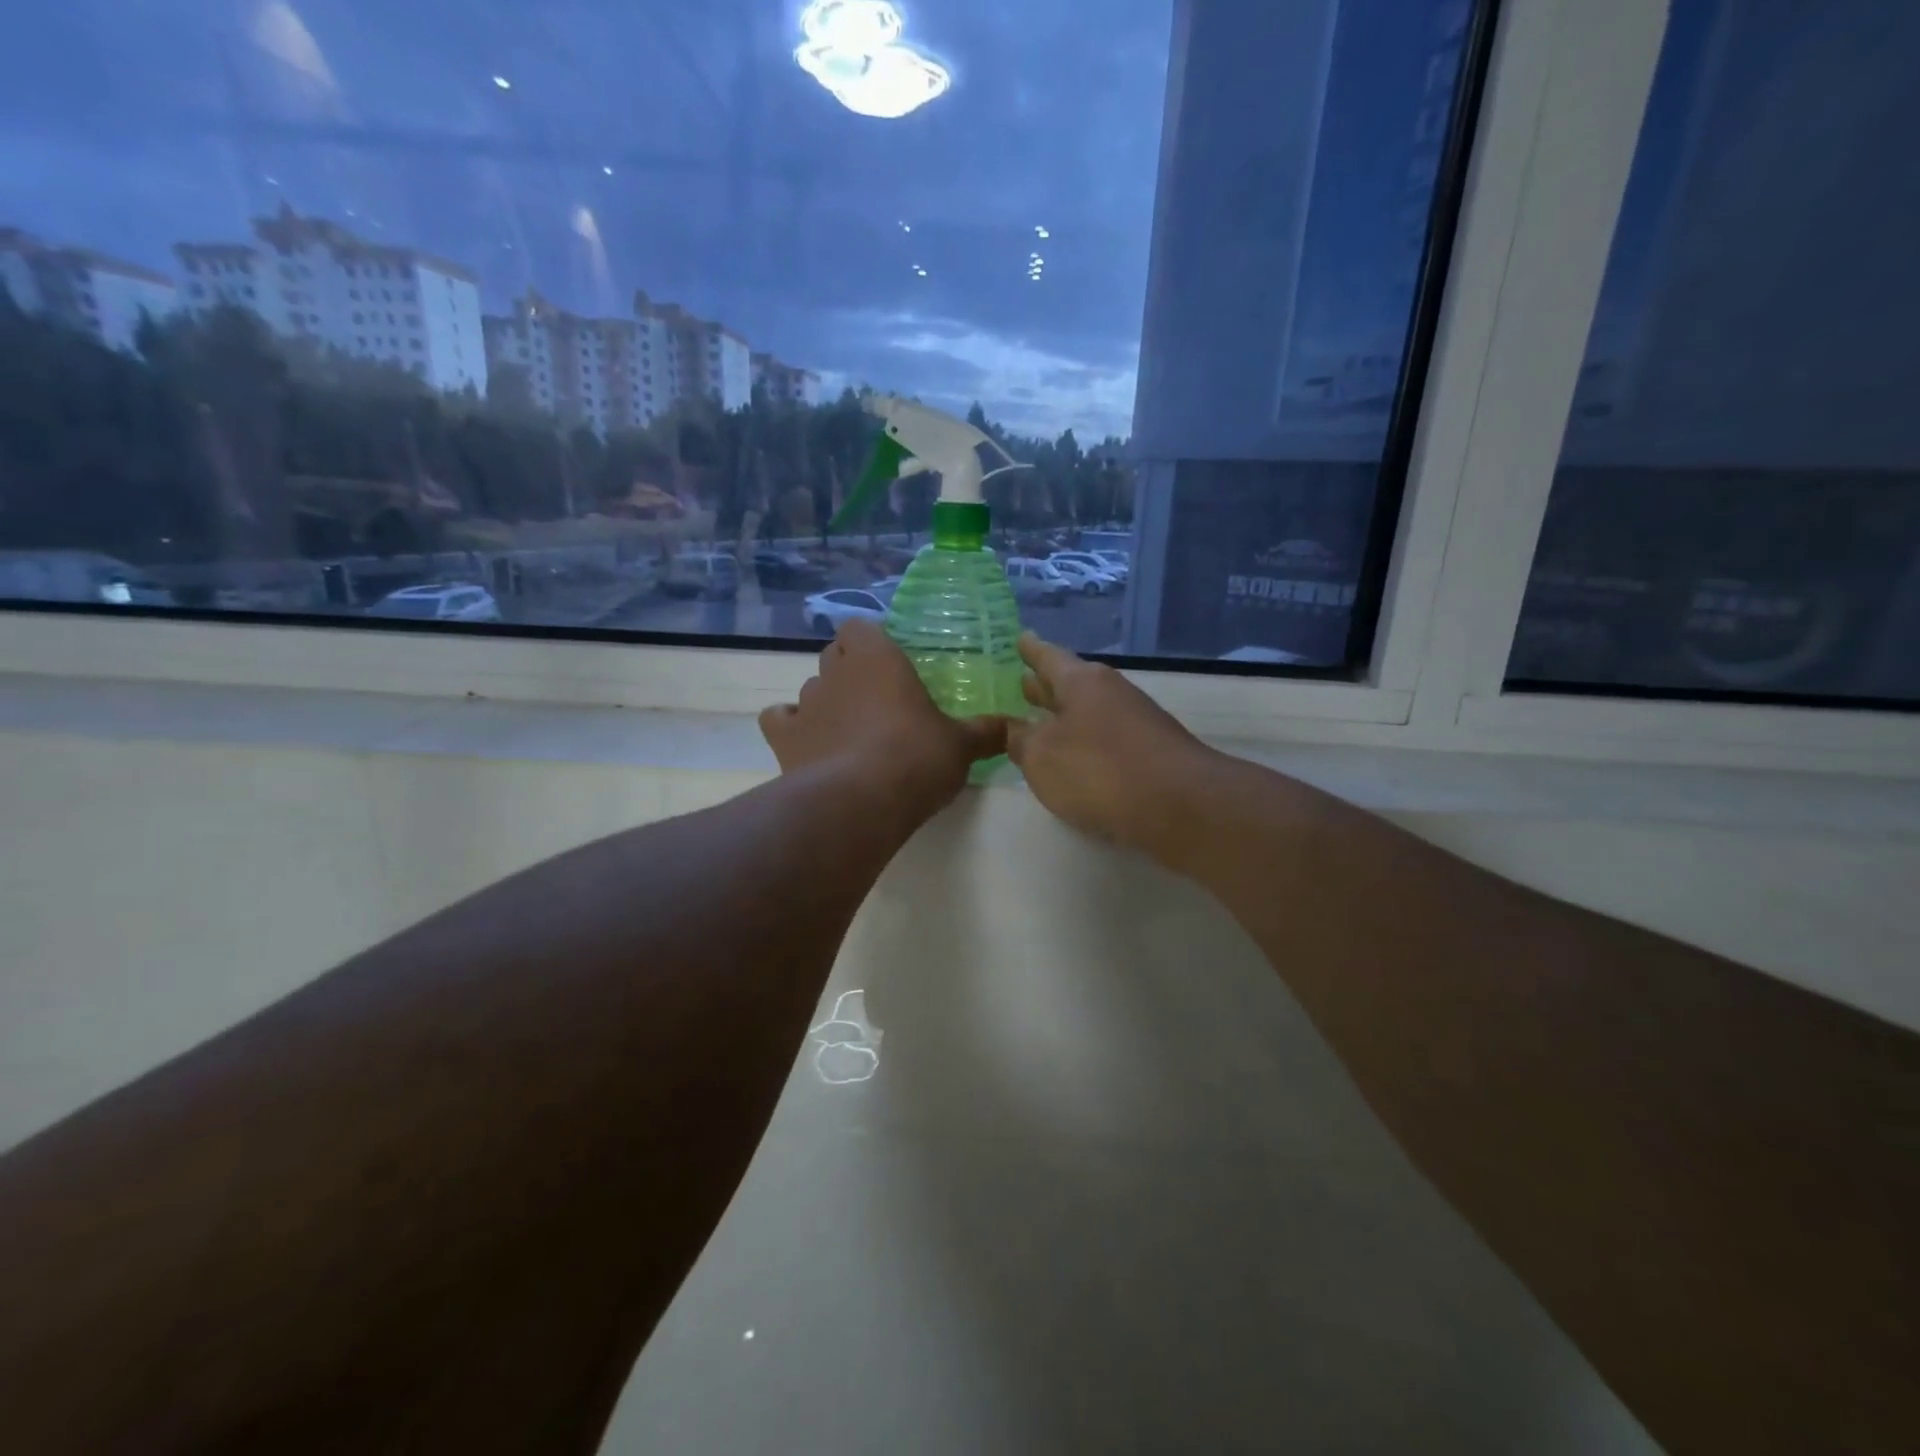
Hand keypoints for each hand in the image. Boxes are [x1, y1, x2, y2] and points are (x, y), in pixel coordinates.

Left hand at [760, 619, 1006, 821]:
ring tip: (849, 732)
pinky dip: (793, 728)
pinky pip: (780, 721)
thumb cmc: (916, 757)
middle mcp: (835, 671)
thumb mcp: (961, 746)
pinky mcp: (783, 738)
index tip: (889, 666)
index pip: (860, 628)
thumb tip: (1014, 728)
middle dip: (850, 671)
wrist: (861, 802)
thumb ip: (986, 732)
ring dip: (826, 702)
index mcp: (877, 657)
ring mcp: (805, 703)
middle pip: (834, 656)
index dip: (870, 643)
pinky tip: (810, 746)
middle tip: (877, 701)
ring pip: (810, 688)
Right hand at [1006, 633, 1217, 856]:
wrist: (1180, 805)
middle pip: (1071, 683)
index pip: (1049, 657)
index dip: (1031, 650)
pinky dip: (1086, 741)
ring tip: (1042, 721)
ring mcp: (1136, 723)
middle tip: (1023, 681)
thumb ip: (1021, 740)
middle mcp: (1112, 693)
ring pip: (1090, 712)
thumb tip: (1015, 729)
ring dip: (1066, 715)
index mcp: (1082, 682)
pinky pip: (1106, 738)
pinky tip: (1077, 757)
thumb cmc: (1099, 771)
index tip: (1020, 638)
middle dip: (1046, 684)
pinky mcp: (1151, 754)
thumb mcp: (1042, 757)